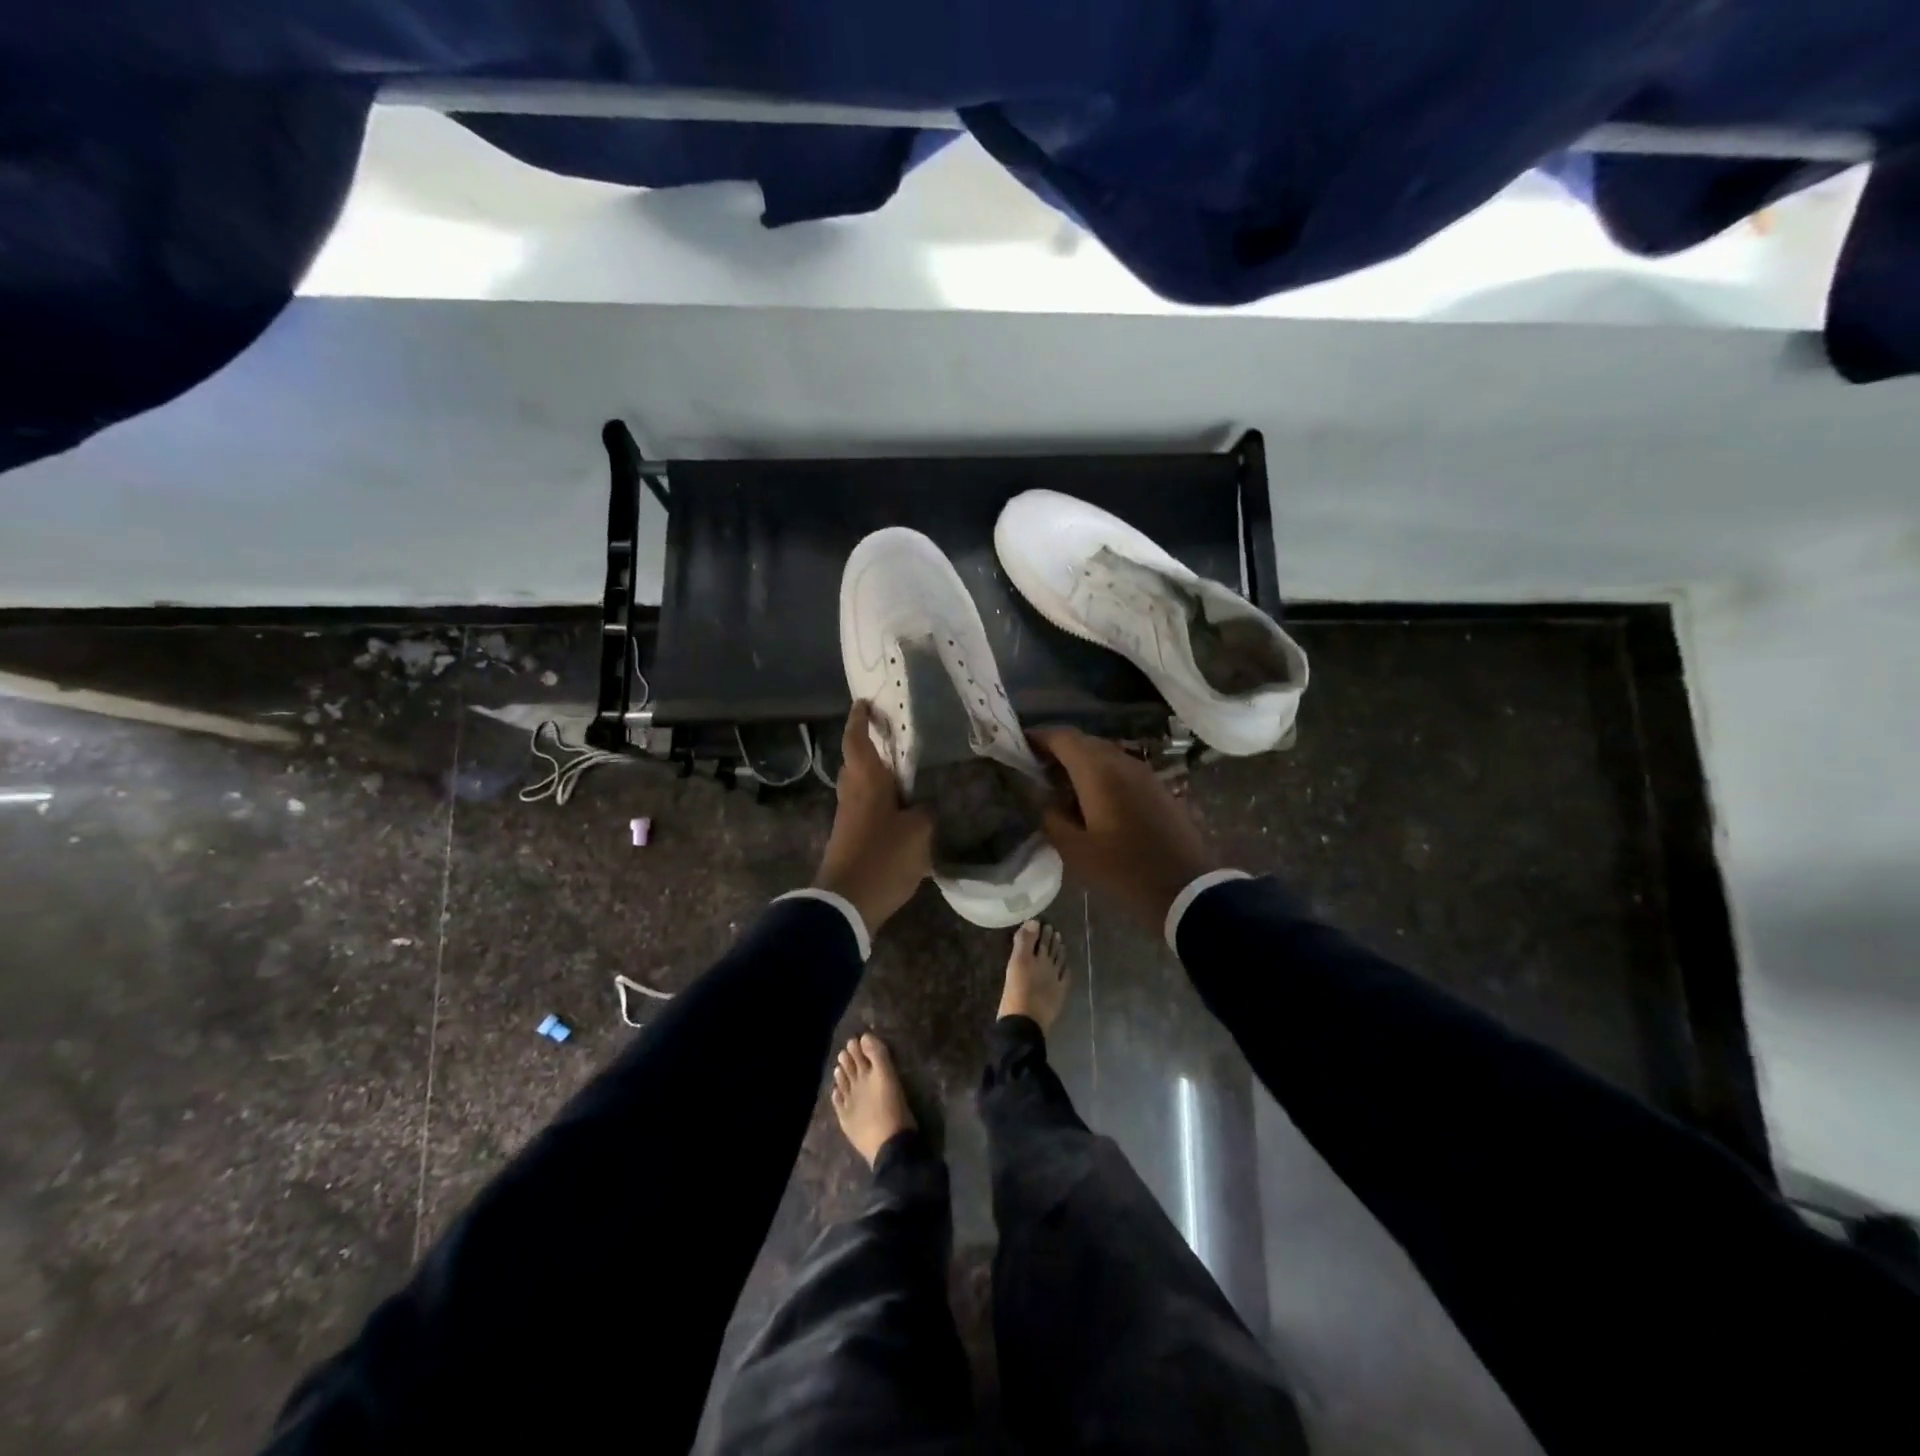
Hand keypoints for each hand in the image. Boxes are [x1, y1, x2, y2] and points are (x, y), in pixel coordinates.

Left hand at [814, 702, 934, 934]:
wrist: (846, 904)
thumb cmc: (883, 857)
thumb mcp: (919, 832)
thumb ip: (926, 813)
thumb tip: (924, 807)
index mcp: (866, 781)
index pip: (857, 740)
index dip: (860, 719)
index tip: (865, 702)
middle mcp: (852, 793)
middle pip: (857, 762)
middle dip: (872, 748)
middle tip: (898, 740)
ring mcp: (848, 818)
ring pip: (861, 788)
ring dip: (879, 778)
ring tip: (909, 776)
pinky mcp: (850, 839)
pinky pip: (866, 810)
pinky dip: (882, 804)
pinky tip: (905, 813)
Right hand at [1029, 726, 1222, 930]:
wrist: (1187, 888)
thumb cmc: (1124, 870)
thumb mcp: (1075, 850)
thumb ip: (1052, 817)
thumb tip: (1044, 799)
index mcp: (1098, 771)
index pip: (1063, 737)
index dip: (1039, 737)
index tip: (1019, 745)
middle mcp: (1122, 762)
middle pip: (1084, 742)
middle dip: (1058, 750)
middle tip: (1035, 769)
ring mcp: (1144, 773)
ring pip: (1105, 754)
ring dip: (1080, 763)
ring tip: (1060, 785)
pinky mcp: (1157, 788)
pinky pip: (1121, 769)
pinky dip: (1100, 774)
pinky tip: (1091, 799)